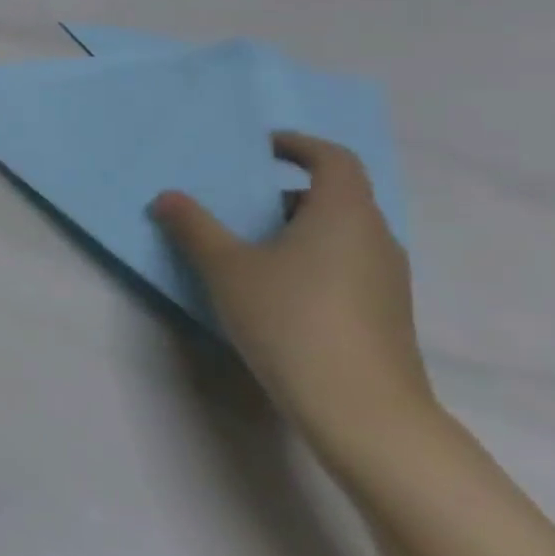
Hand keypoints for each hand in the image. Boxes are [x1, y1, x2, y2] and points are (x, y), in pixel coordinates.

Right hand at [151, 132, 437, 466]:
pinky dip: (311, 259)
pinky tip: (275, 290)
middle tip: (239, 204)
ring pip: (341, 233)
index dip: (297, 145)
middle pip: (337, 196)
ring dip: (297, 228)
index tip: (261, 147)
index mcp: (343, 213)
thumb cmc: (291, 319)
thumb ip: (194, 227)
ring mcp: (387, 278)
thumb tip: (167, 197)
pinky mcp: (385, 313)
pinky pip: (345, 264)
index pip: (333, 158)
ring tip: (249, 248)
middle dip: (286, 192)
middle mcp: (375, 237)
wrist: (362, 410)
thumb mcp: (226, 268)